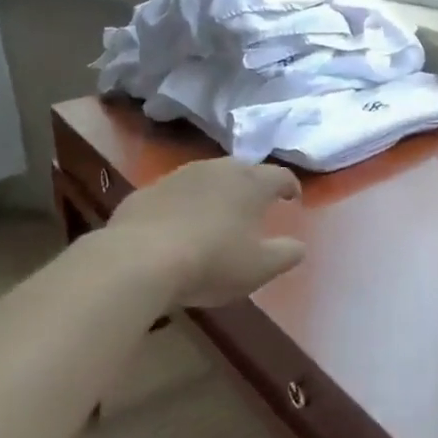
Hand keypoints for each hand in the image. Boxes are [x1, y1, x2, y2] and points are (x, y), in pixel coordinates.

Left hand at [104, 158, 305, 311]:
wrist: (139, 259)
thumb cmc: (212, 261)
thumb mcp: (260, 267)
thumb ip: (287, 254)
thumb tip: (299, 246)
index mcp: (250, 182)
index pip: (280, 175)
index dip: (290, 186)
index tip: (293, 198)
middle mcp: (217, 169)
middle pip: (242, 170)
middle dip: (252, 185)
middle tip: (256, 205)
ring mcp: (178, 176)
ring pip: (206, 178)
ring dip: (216, 193)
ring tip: (217, 215)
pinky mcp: (146, 191)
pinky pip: (174, 195)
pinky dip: (183, 206)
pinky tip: (178, 227)